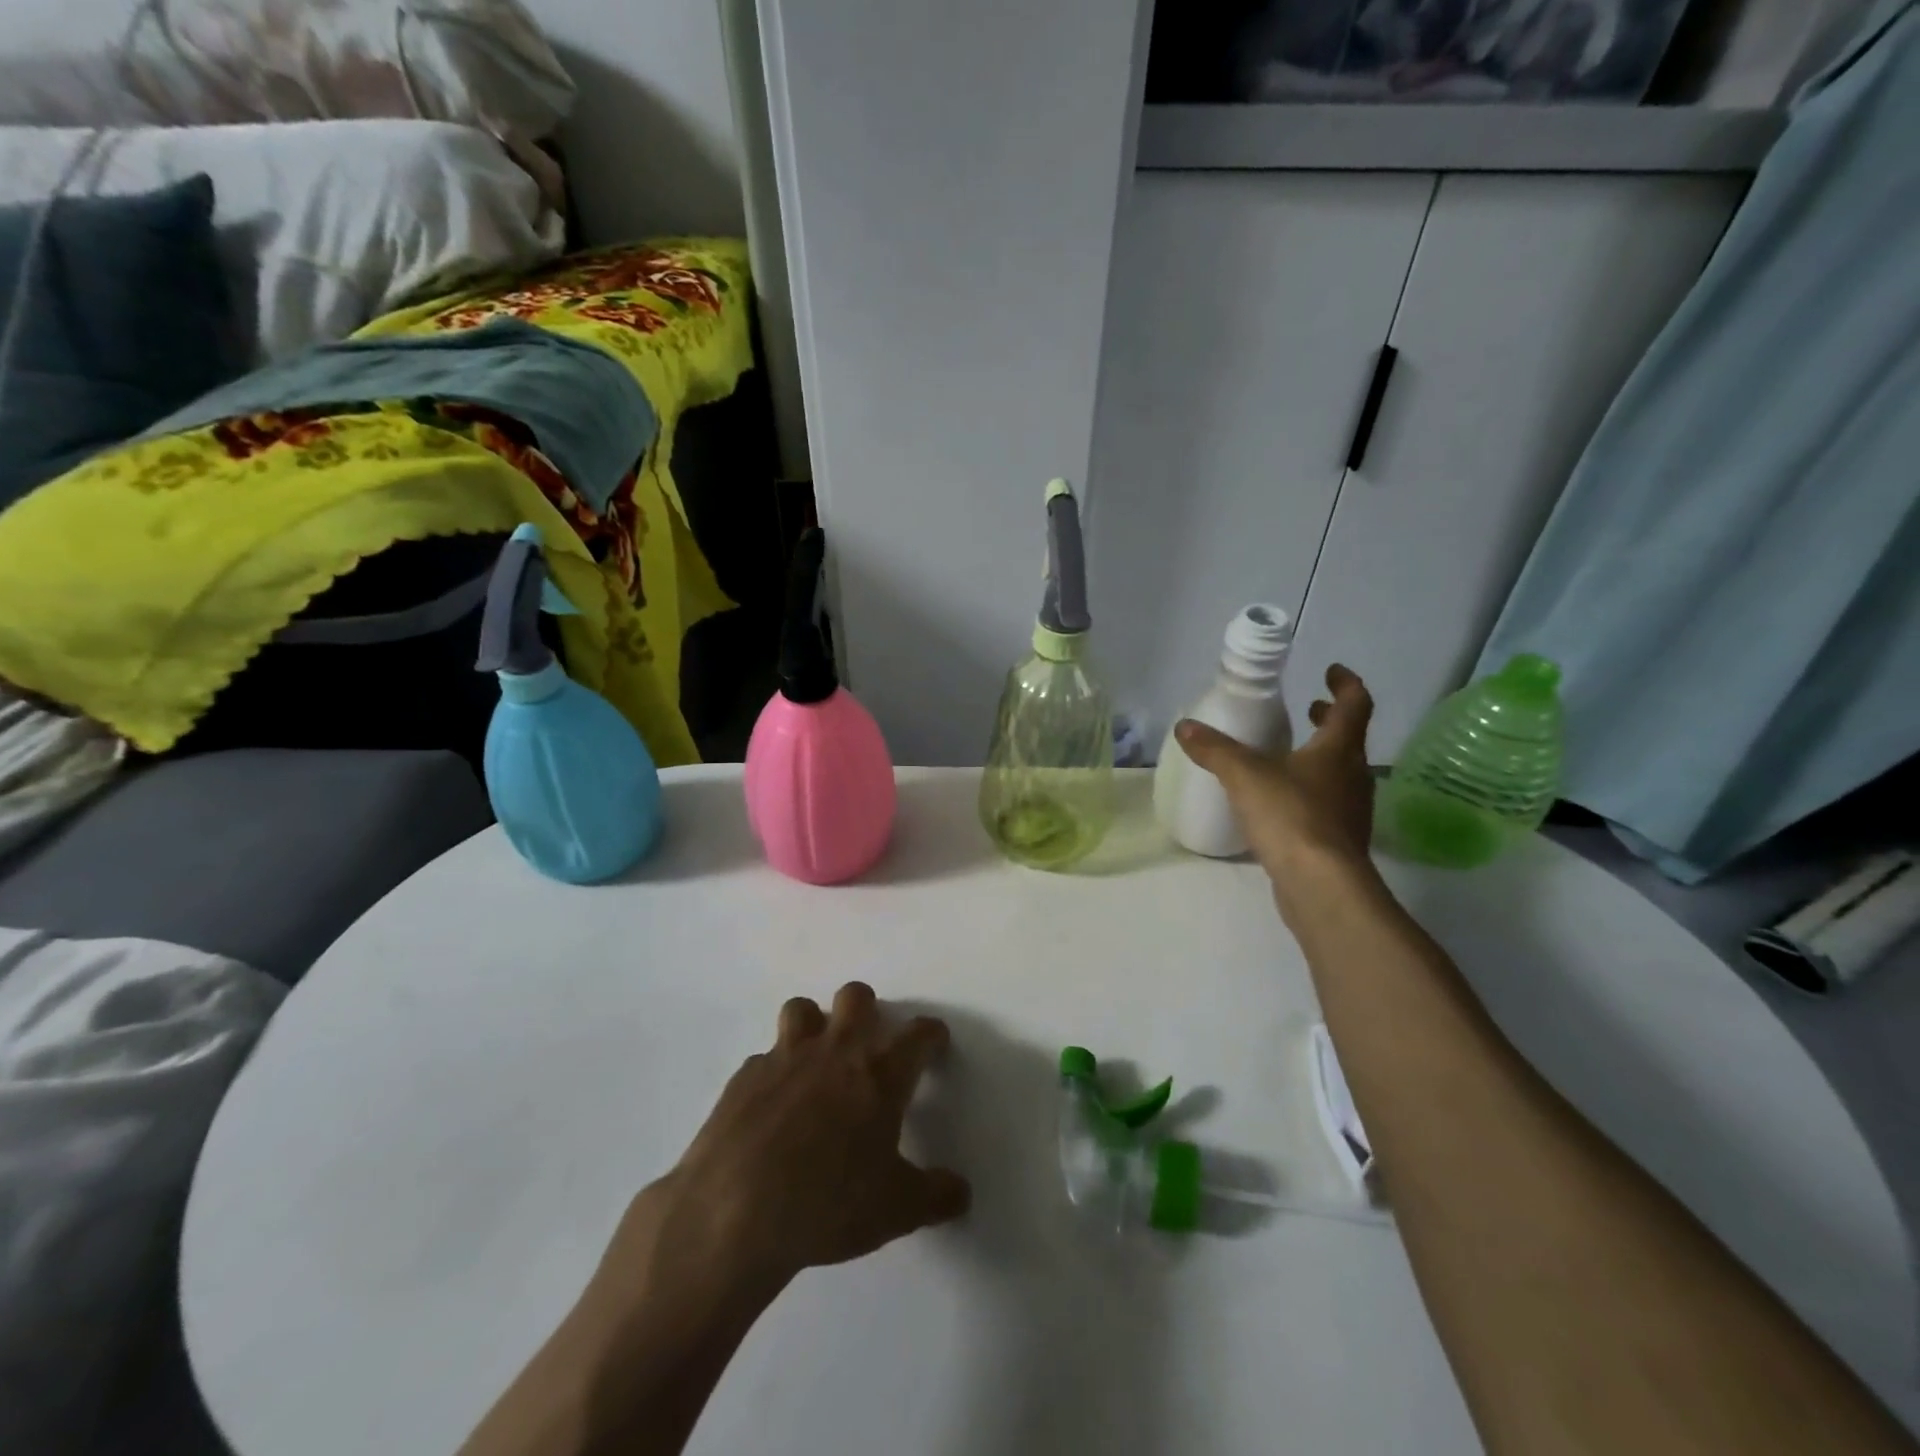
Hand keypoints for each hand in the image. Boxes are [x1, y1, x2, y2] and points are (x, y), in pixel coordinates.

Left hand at [633, 984, 969, 1296]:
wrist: (733, 1213)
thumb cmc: (828, 1204)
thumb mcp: (896, 1211)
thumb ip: (936, 1196)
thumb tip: (962, 1192)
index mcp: (879, 1072)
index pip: (918, 1034)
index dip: (931, 1035)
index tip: (935, 1044)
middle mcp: (835, 1050)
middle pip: (856, 996)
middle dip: (867, 1010)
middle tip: (868, 1047)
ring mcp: (785, 1057)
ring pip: (803, 1009)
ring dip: (814, 1026)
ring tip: (815, 1063)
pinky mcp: (744, 1076)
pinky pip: (764, 1057)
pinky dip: (774, 1073)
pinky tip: (771, 1108)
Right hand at [1174, 664, 1377, 884]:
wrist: (1320, 885)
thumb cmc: (1291, 817)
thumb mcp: (1245, 776)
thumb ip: (1215, 750)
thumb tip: (1185, 727)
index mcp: (1338, 750)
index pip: (1354, 705)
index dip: (1346, 684)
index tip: (1332, 671)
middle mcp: (1353, 776)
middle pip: (1348, 739)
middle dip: (1329, 721)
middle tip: (1309, 709)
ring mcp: (1351, 811)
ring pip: (1340, 773)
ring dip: (1320, 757)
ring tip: (1289, 755)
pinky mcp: (1339, 842)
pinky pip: (1328, 804)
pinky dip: (1310, 791)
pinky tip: (1283, 803)